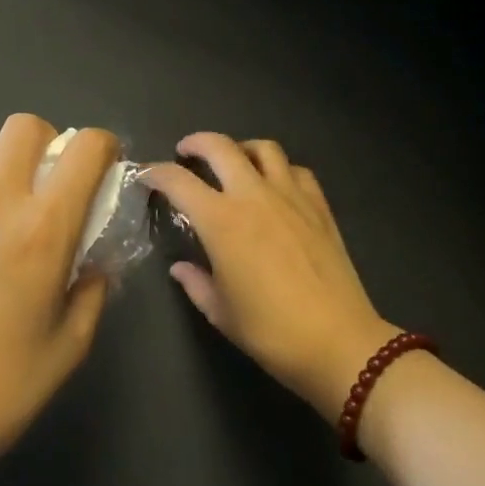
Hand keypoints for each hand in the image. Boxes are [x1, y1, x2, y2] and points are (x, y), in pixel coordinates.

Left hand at [0, 115, 119, 467]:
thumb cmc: (4, 387)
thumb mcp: (71, 342)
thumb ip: (92, 289)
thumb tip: (92, 262)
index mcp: (44, 229)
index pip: (84, 150)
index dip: (103, 146)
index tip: (104, 168)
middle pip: (23, 126)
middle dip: (47, 143)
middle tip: (49, 184)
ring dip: (2, 168)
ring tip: (2, 211)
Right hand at [147, 133, 396, 420]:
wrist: (338, 342)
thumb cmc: (270, 331)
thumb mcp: (220, 312)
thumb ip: (195, 283)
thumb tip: (181, 268)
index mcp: (221, 222)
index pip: (178, 181)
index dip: (156, 173)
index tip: (146, 176)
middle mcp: (254, 197)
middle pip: (220, 148)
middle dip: (196, 143)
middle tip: (185, 152)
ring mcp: (291, 197)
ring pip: (264, 149)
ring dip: (241, 148)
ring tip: (233, 162)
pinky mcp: (319, 206)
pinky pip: (297, 171)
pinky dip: (280, 169)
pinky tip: (275, 186)